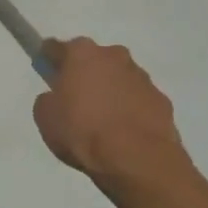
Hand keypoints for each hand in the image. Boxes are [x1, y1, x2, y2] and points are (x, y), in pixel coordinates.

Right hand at [32, 38, 187, 191]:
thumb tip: (57, 98)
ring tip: (104, 123)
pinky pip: (139, 100)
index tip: (48, 73)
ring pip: (119, 78)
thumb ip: (48, 100)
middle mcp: (114, 55)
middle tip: (77, 102)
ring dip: (111, 92)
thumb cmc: (83, 132)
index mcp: (82, 53)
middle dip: (85, 75)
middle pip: (93, 60)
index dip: (50, 60)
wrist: (137, 159)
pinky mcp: (161, 99)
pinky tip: (126, 133)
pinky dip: (131, 110)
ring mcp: (141, 76)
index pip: (57, 48)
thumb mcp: (46, 118)